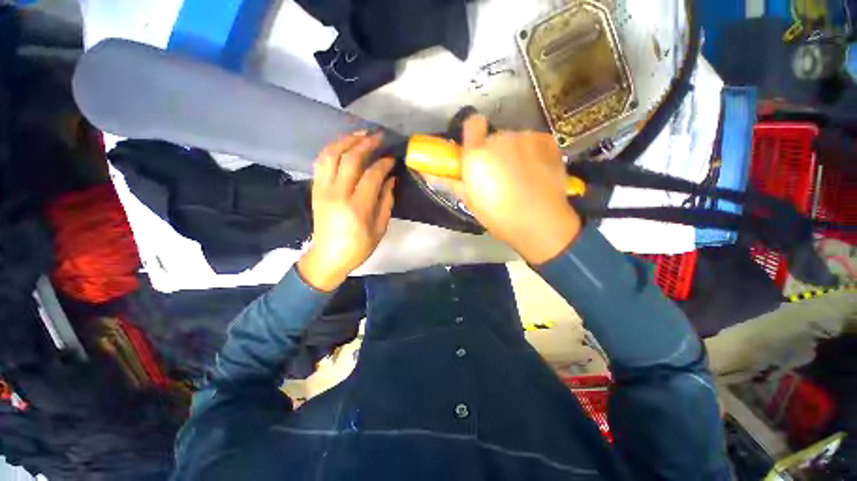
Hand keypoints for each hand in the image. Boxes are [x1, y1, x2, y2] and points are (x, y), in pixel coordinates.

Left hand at [298, 132, 395, 290]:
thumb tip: (391, 179)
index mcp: (357, 208)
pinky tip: (343, 145)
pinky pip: (321, 162)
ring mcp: (323, 190)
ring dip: (346, 140)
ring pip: (331, 155)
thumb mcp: (380, 228)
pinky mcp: (315, 190)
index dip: (384, 163)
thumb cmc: (358, 247)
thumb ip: (386, 201)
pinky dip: (332, 149)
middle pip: (350, 159)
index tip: (392, 158)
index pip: (372, 175)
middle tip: (379, 136)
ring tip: (360, 134)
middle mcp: (337, 194)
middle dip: (366, 143)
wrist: (328, 257)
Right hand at [457, 115, 581, 264]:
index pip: (472, 123)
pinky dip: (532, 152)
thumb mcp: (470, 201)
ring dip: (514, 152)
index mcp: (477, 154)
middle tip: (499, 174)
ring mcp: (526, 138)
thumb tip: (430, 174)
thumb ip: (451, 182)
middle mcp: (501, 138)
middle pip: (495, 137)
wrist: (540, 222)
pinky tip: (536, 171)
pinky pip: (533, 142)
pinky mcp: (547, 141)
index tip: (475, 148)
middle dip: (494, 151)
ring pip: (515, 140)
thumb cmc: (498, 215)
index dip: (473, 133)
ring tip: (521, 176)